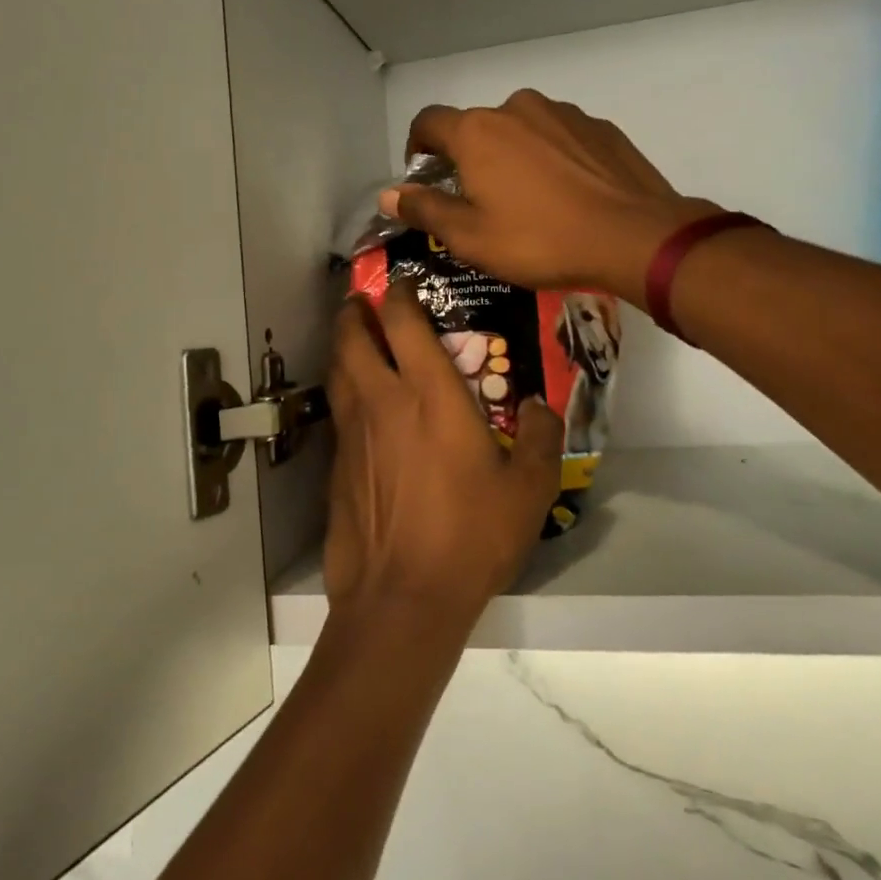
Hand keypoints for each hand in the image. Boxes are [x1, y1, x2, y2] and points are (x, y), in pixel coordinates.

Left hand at [323, 286, 562, 627]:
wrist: (402, 595)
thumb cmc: (471, 536)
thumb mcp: (530, 490)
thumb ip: (543, 439)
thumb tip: (542, 405)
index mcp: (430, 395)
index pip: (404, 323)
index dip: (399, 295)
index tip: (403, 284)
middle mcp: (383, 401)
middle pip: (353, 337)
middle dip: (355, 311)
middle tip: (363, 302)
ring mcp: (354, 433)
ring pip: (338, 371)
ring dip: (343, 346)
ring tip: (354, 340)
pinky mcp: (337, 465)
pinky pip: (338, 412)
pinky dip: (344, 392)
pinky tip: (360, 407)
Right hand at [382, 90, 718, 307]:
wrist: (635, 237)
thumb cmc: (540, 240)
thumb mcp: (470, 237)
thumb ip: (425, 210)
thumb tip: (390, 194)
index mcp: (478, 131)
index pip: (428, 122)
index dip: (417, 148)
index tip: (424, 178)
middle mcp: (517, 108)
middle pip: (476, 127)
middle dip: (468, 158)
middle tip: (479, 202)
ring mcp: (564, 114)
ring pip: (521, 130)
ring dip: (512, 156)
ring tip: (528, 201)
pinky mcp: (599, 128)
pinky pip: (560, 138)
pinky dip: (551, 158)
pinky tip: (566, 195)